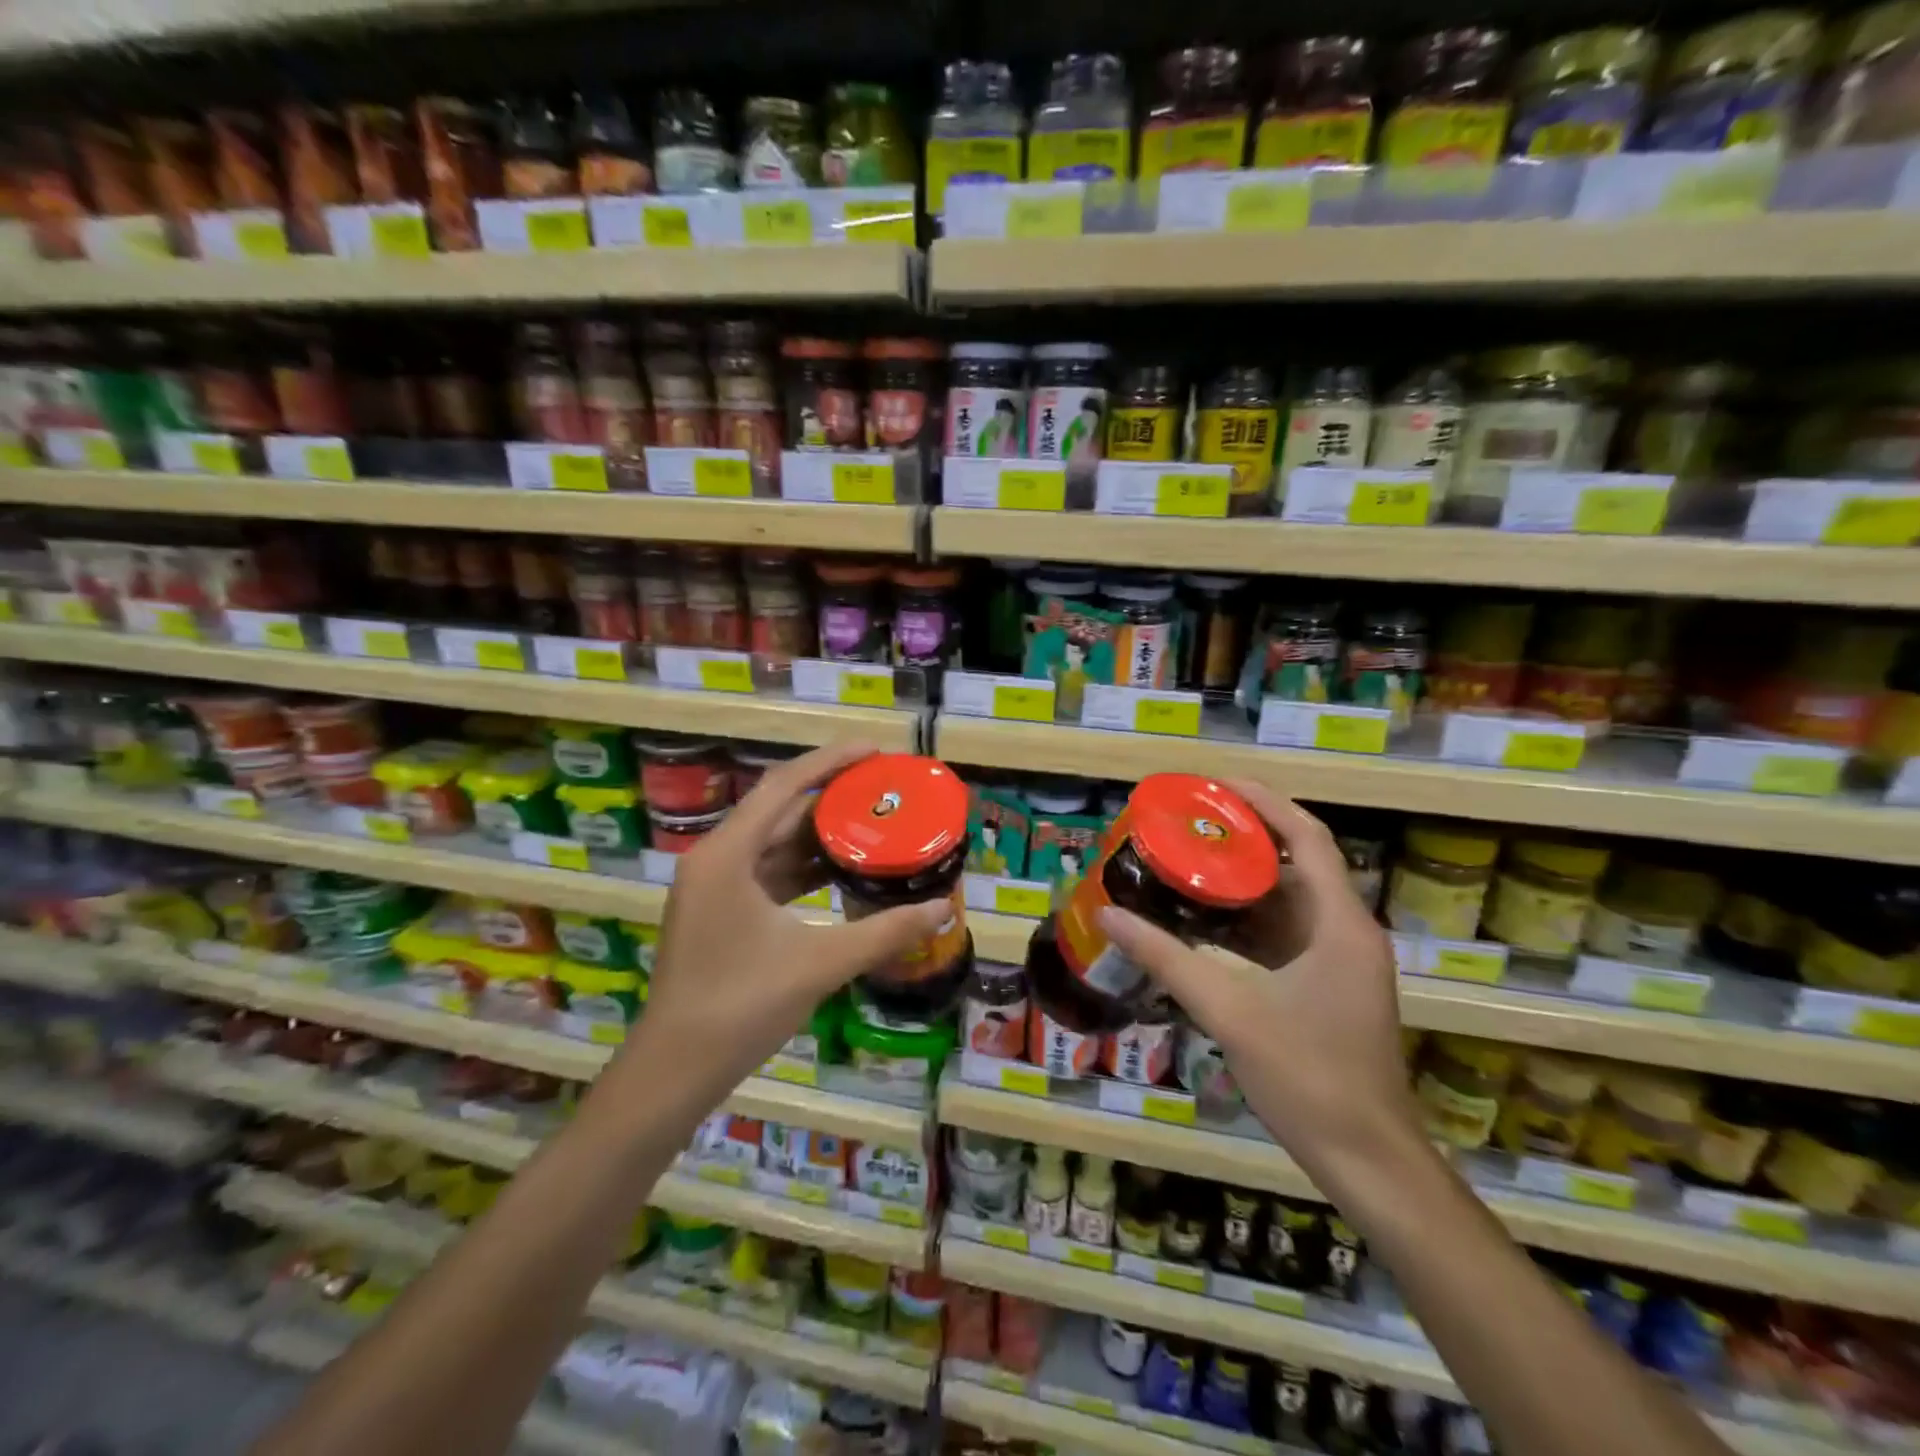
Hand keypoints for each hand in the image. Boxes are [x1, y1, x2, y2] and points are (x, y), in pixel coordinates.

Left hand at [619, 741, 950, 1103]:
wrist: (675, 1070)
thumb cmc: (741, 1007)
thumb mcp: (820, 963)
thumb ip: (885, 932)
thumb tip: (943, 909)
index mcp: (727, 854)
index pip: (784, 786)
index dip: (831, 761)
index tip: (876, 751)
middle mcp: (716, 858)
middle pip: (780, 809)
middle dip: (831, 796)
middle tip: (883, 788)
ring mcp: (714, 886)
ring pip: (775, 843)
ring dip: (820, 834)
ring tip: (874, 822)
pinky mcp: (720, 911)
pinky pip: (768, 872)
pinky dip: (805, 868)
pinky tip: (843, 870)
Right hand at [1096, 782, 1417, 1172]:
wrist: (1368, 1160)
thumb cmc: (1308, 1077)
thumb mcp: (1228, 1010)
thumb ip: (1166, 958)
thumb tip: (1107, 915)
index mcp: (1339, 924)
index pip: (1308, 837)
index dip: (1264, 802)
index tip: (1214, 786)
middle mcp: (1347, 931)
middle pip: (1298, 861)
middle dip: (1244, 837)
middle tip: (1188, 823)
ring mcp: (1341, 960)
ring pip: (1291, 899)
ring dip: (1244, 879)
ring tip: (1188, 860)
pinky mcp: (1329, 985)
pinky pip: (1287, 932)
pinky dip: (1249, 918)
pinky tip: (1205, 919)